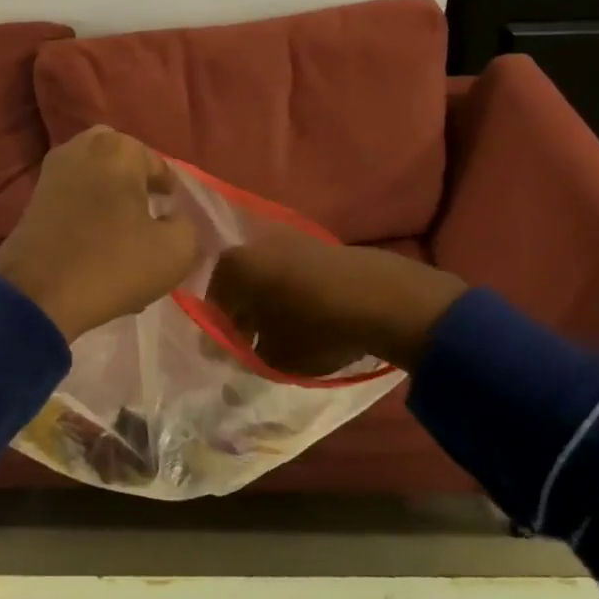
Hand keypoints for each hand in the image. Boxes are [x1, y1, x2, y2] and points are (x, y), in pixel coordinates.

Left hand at [0, 127, 200, 341]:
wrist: (37, 295)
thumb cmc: (112, 264)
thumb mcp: (176, 251)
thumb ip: (190, 226)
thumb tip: (177, 219)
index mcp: (119, 148)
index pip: (161, 169)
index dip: (174, 199)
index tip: (177, 226)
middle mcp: (83, 147)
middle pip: (126, 166)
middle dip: (139, 190)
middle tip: (151, 224)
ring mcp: (52, 171)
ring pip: (98, 182)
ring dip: (113, 203)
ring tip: (125, 240)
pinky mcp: (33, 198)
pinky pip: (74, 198)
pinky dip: (89, 216)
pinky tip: (97, 248)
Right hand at [205, 233, 467, 373]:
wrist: (384, 299)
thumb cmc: (315, 329)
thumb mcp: (275, 359)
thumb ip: (250, 357)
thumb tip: (243, 355)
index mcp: (236, 267)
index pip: (214, 300)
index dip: (221, 329)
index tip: (233, 351)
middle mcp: (259, 244)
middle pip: (243, 282)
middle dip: (247, 312)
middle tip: (257, 342)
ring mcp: (294, 240)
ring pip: (271, 275)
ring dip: (274, 301)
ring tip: (290, 332)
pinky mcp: (326, 245)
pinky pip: (299, 272)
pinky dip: (299, 292)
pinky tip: (315, 317)